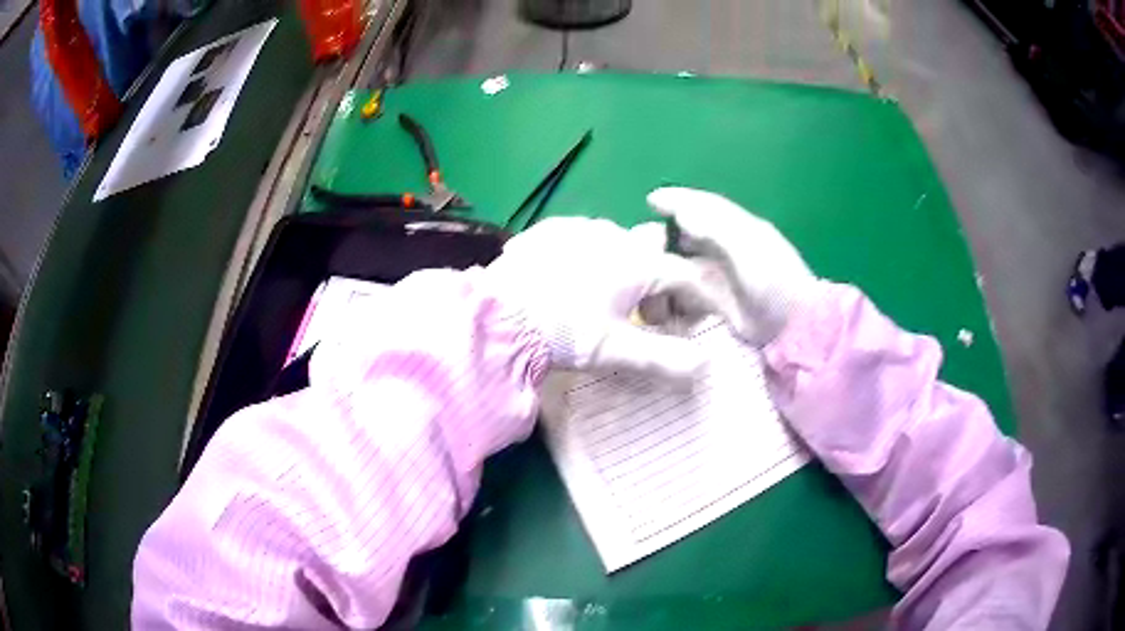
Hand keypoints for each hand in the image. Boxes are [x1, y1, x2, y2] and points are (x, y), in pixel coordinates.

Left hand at [485, 216, 728, 379]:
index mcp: (637, 262)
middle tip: (639, 316)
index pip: (683, 274)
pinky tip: (567, 281)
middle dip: (655, 281)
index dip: (693, 299)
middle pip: (652, 253)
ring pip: (617, 242)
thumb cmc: (564, 333)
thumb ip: (664, 358)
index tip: (685, 322)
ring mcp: (579, 227)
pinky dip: (586, 258)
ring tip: (598, 301)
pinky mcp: (549, 229)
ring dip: (620, 267)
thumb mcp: (616, 351)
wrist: (498, 317)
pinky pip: (581, 238)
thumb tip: (703, 365)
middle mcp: (614, 234)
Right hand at [647, 187, 818, 345]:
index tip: (650, 201)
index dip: (679, 200)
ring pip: (688, 264)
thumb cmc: (773, 281)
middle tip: (640, 242)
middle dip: (667, 236)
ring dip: (668, 265)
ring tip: (646, 270)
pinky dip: (677, 291)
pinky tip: (663, 296)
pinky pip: (691, 292)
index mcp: (741, 228)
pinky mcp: (721, 304)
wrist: (792, 329)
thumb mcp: (747, 244)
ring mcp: (726, 279)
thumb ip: (715, 224)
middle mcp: (732, 249)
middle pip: (693, 235)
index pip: (705, 206)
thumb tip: (682, 210)